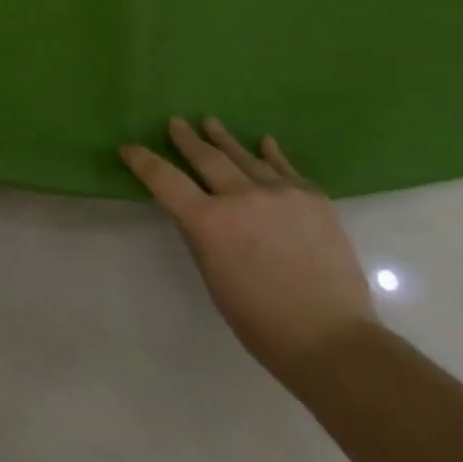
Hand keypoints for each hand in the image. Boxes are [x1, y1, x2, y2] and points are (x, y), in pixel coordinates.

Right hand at [121, 119, 375, 376]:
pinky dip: (271, 154)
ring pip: (244, 156)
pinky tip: (265, 142)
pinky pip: (285, 168)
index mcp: (209, 222)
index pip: (164, 180)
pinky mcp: (313, 198)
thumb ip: (200, 236)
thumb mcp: (213, 279)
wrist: (333, 339)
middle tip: (175, 122)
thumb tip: (192, 209)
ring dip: (224, 139)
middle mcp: (241, 197)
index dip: (143, 161)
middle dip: (186, 139)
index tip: (129, 148)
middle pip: (206, 157)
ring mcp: (280, 193)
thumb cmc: (261, 321)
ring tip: (210, 122)